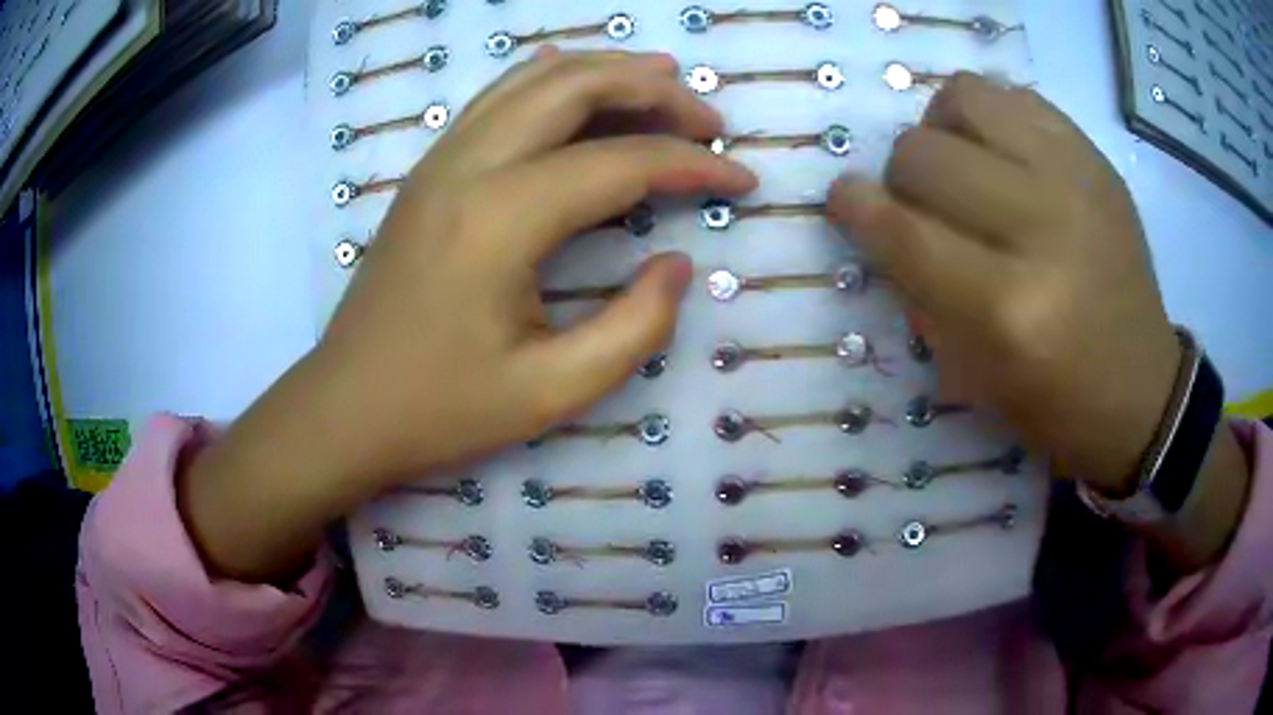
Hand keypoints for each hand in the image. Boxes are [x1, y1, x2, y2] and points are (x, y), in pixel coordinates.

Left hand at [179, 50, 756, 581]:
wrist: (345, 408)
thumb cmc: (440, 409)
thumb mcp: (552, 392)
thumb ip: (635, 327)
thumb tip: (676, 263)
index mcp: (502, 218)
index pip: (622, 161)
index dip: (694, 164)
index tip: (743, 178)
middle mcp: (470, 164)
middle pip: (577, 83)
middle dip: (656, 90)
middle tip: (709, 120)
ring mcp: (442, 158)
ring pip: (536, 75)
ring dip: (608, 70)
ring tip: (665, 86)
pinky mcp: (431, 169)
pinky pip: (500, 95)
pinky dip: (555, 78)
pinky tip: (584, 90)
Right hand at [827, 73, 1179, 494]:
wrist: (1142, 389)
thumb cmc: (1056, 402)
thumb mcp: (974, 379)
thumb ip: (920, 294)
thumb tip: (881, 223)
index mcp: (1007, 310)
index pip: (903, 231)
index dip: (856, 208)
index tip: (844, 199)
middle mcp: (1041, 228)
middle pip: (924, 154)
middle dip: (902, 177)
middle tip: (921, 203)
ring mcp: (1074, 180)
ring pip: (965, 99)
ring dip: (941, 128)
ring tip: (959, 162)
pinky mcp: (1095, 159)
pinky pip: (1015, 96)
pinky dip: (990, 115)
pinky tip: (1000, 152)